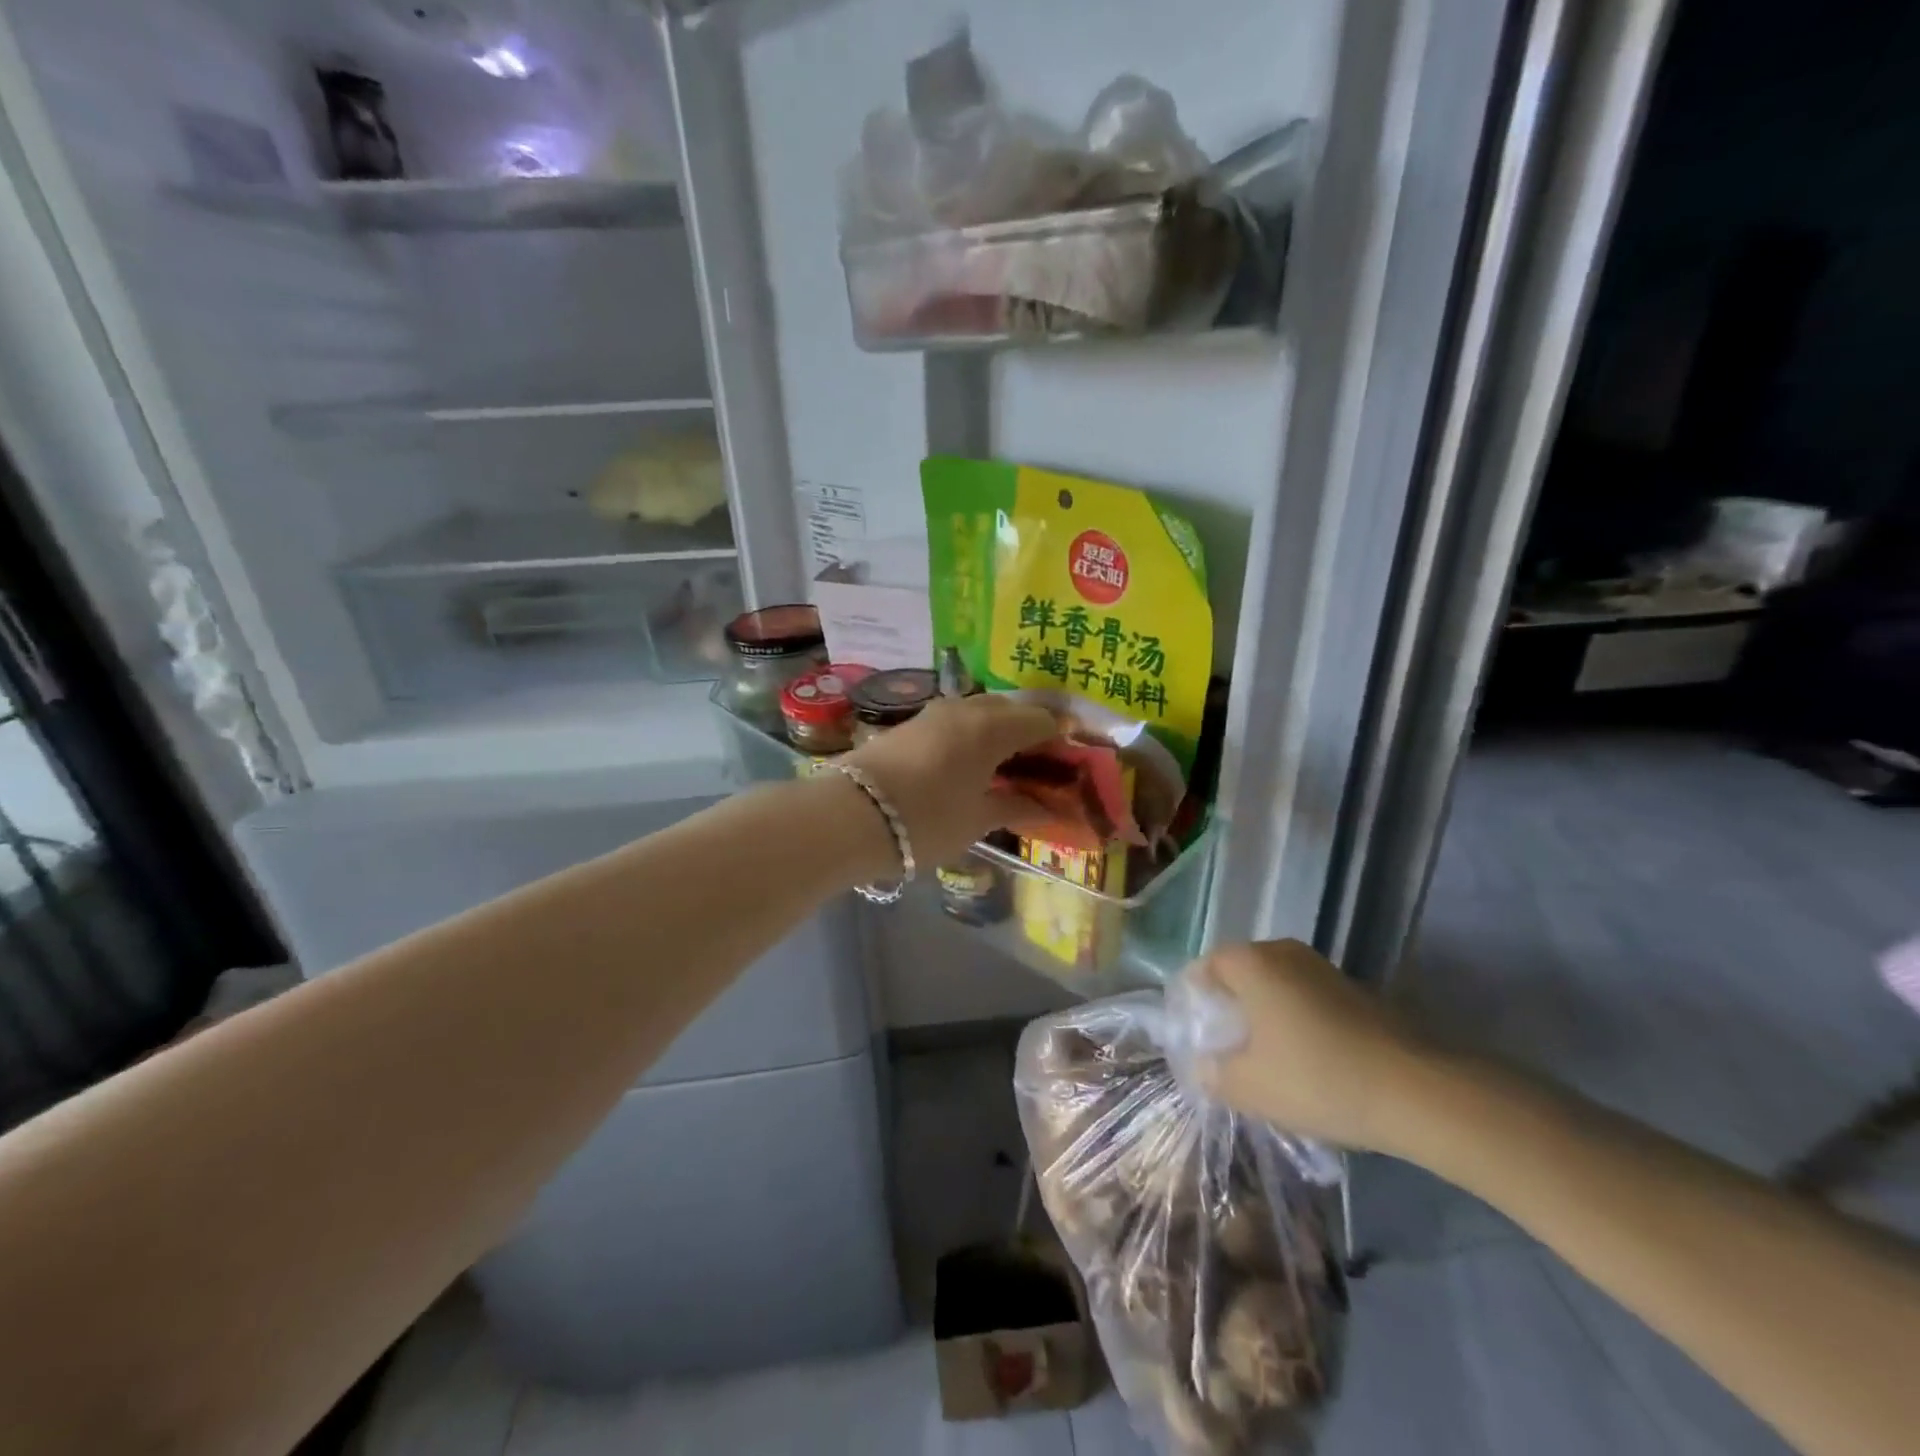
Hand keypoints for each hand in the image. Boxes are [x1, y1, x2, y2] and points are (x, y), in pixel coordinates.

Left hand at [842, 694, 1058, 867]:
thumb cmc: (927, 820)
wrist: (851, 816)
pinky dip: (971, 735)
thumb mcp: (977, 820)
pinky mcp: (909, 724)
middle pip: (1010, 709)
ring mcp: (933, 713)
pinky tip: (968, 763)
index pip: (1041, 720)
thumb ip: (1016, 807)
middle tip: (1038, 765)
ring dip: (998, 731)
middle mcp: (965, 708)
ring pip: (979, 711)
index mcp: (992, 727)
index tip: (1071, 760)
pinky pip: (955, 721)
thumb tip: (1048, 808)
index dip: (1061, 738)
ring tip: (1004, 766)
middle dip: (1029, 731)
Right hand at [1187, 939, 1434, 1154]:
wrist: (1419, 1091)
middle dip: (1229, 1003)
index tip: (1195, 1031)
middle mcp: (1285, 953)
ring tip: (1263, 1054)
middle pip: (1242, 970)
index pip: (1207, 965)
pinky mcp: (1355, 991)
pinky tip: (1304, 1058)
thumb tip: (1203, 1067)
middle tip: (1224, 1043)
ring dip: (1265, 1011)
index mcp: (1253, 963)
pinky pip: (1306, 997)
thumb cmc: (1317, 1078)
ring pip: (1277, 983)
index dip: (1195, 995)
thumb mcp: (1251, 1088)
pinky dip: (1295, 1019)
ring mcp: (1324, 969)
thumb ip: (1215, 1075)